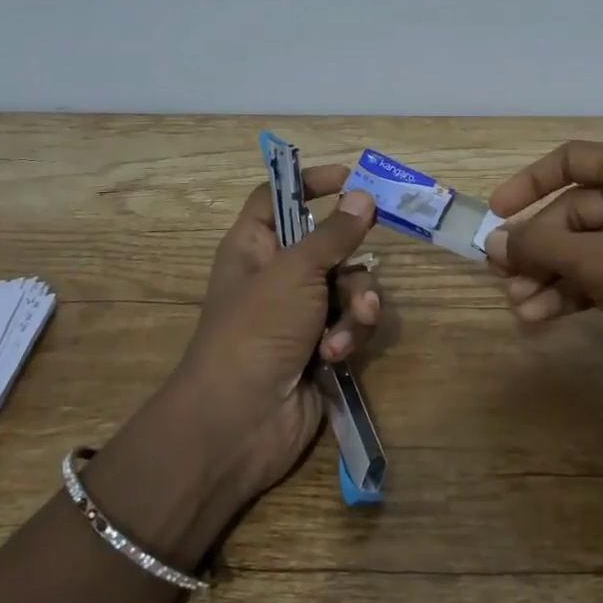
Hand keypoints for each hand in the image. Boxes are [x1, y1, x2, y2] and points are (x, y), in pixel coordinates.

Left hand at [153, 168, 379, 509]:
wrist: (239, 423)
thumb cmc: (256, 329)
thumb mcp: (295, 271)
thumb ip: (334, 234)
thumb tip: (363, 195)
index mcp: (254, 246)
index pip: (278, 197)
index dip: (309, 183)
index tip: (350, 179)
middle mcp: (277, 274)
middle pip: (329, 244)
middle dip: (351, 260)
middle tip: (363, 263)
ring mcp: (300, 313)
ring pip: (349, 286)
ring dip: (356, 305)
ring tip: (347, 328)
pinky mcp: (321, 346)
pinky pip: (351, 323)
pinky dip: (349, 335)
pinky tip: (337, 355)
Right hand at [483, 142, 602, 410]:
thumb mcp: (598, 262)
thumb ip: (540, 248)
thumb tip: (491, 243)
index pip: (570, 160)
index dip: (529, 183)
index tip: (496, 213)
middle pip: (571, 212)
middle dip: (536, 247)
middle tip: (501, 276)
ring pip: (582, 248)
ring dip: (548, 275)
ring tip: (518, 305)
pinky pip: (599, 273)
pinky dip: (571, 291)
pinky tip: (541, 316)